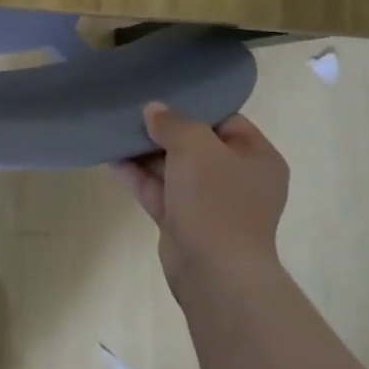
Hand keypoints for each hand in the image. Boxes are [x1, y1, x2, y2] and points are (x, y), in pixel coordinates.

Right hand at [114, 105, 289, 288]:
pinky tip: (111, 158)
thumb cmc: (216, 199)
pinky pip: (160, 191)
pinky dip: (138, 176)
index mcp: (257, 157)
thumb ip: (172, 122)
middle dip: (163, 130)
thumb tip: (154, 110)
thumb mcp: (195, 145)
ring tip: (115, 130)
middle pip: (196, 144)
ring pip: (174, 168)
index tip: (162, 96)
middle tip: (132, 111)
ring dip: (146, 153)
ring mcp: (211, 203)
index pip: (226, 121)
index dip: (194, 107)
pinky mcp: (185, 223)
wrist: (214, 272)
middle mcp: (238, 179)